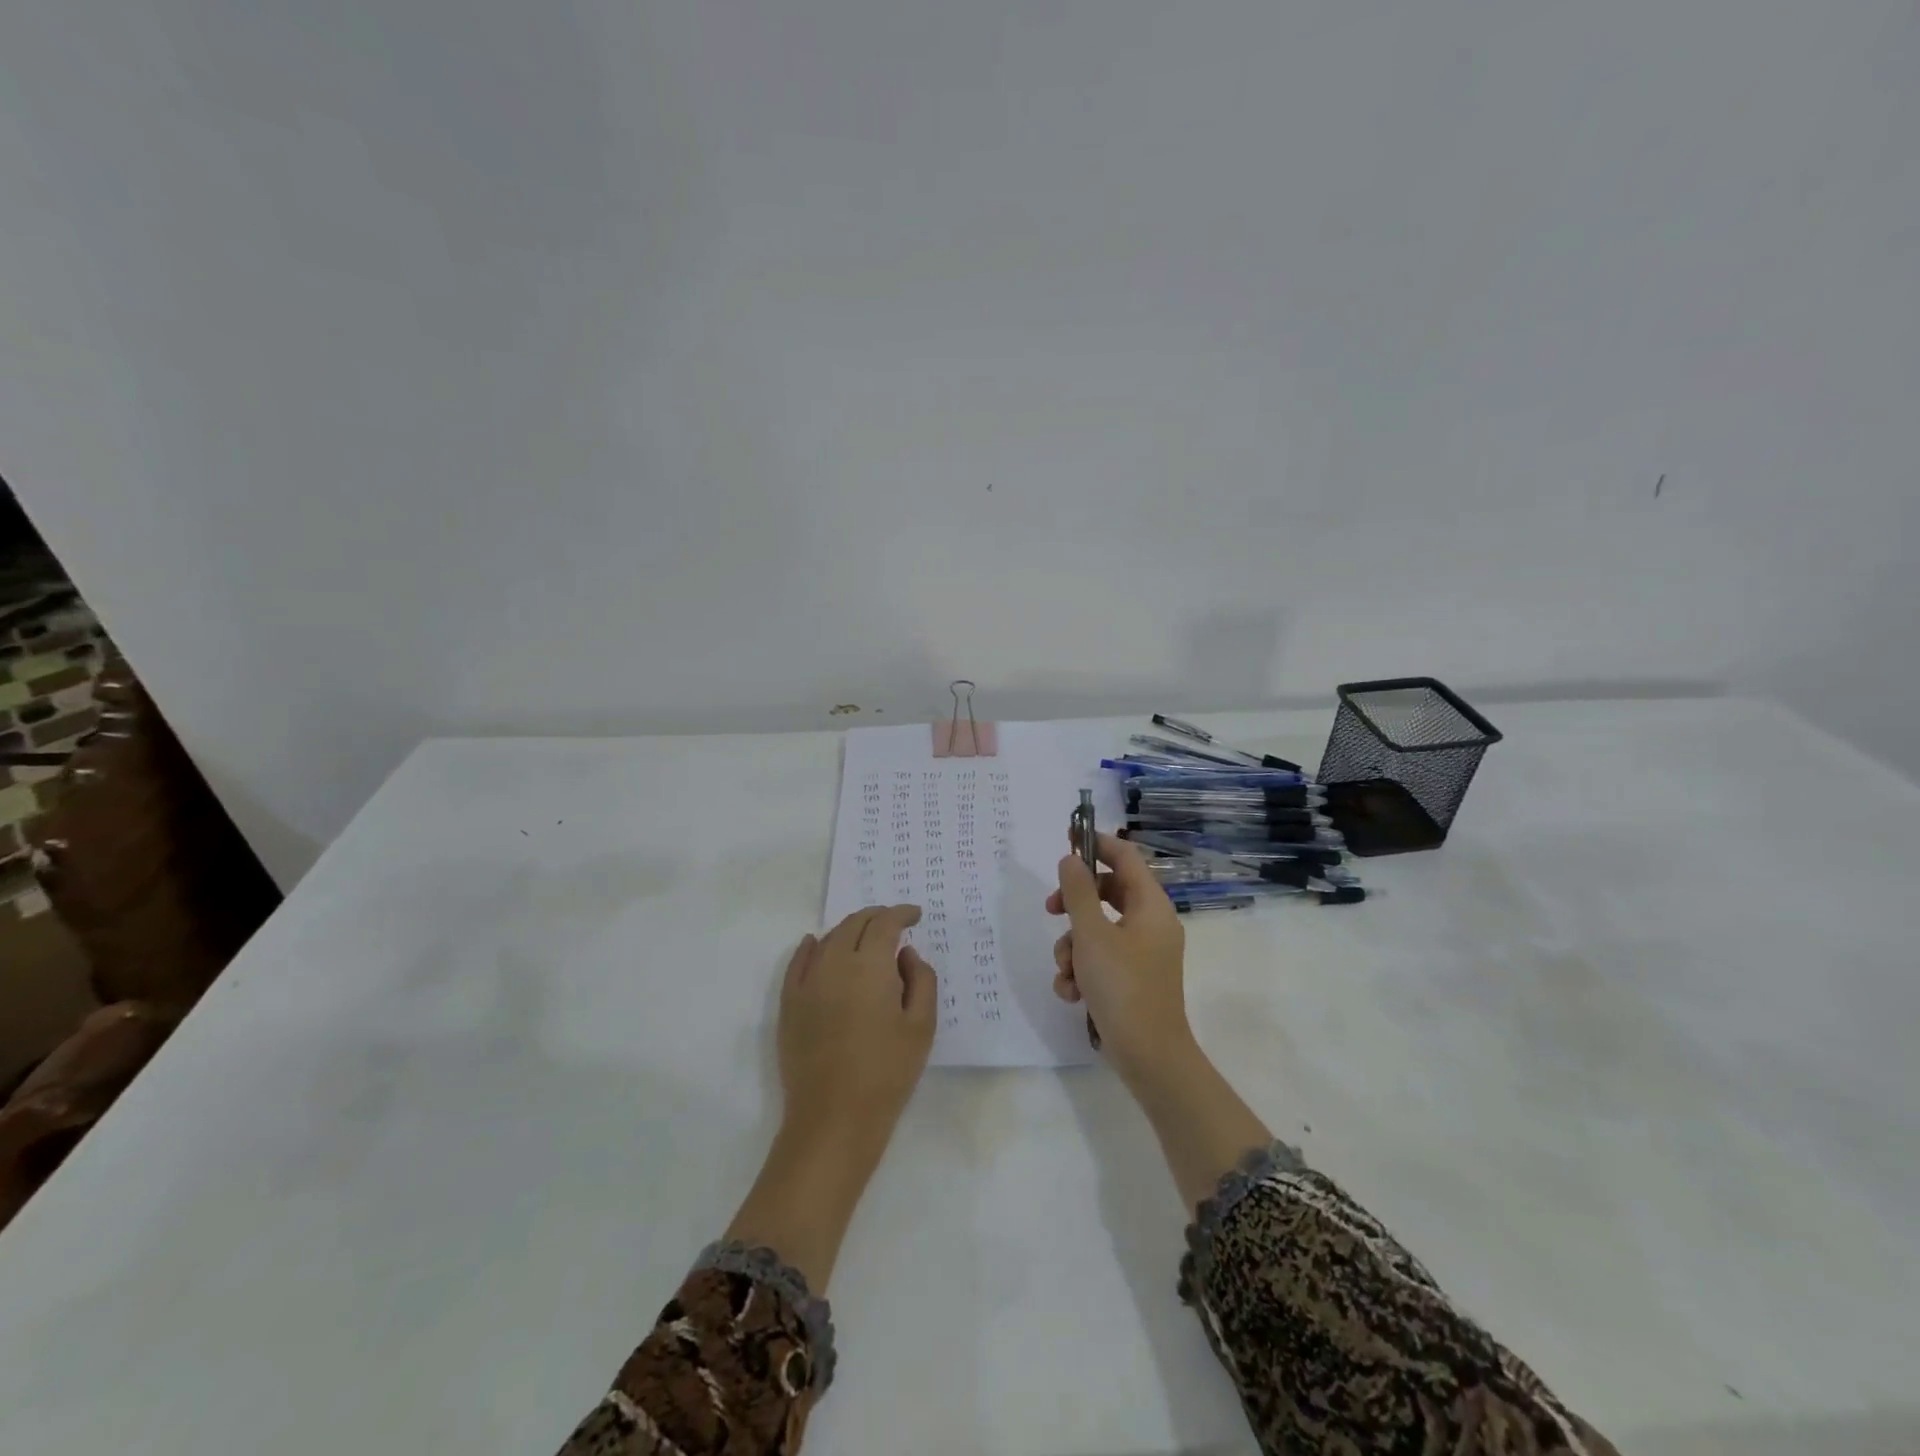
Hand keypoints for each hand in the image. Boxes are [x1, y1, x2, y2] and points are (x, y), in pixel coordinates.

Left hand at [779, 904, 936, 1149]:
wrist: (833, 1119)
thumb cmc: (887, 1072)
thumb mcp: (922, 1026)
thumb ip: (921, 979)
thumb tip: (906, 954)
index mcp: (870, 965)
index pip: (885, 923)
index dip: (902, 913)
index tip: (916, 916)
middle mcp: (834, 962)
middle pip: (855, 924)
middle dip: (877, 917)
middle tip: (894, 924)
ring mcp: (807, 982)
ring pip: (829, 939)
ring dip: (850, 931)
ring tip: (866, 939)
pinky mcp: (789, 1003)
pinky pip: (799, 962)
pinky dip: (812, 946)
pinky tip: (816, 943)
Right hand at [1046, 832, 1192, 1080]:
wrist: (1149, 1057)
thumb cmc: (1122, 987)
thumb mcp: (1091, 935)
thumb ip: (1077, 893)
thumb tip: (1070, 859)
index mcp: (1150, 906)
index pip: (1125, 857)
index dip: (1096, 843)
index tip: (1066, 838)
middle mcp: (1150, 923)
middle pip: (1106, 893)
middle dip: (1073, 904)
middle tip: (1050, 909)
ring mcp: (1142, 953)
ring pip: (1097, 929)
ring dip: (1072, 946)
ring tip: (1067, 972)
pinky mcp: (1131, 978)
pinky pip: (1100, 958)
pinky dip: (1082, 969)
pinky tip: (1072, 992)